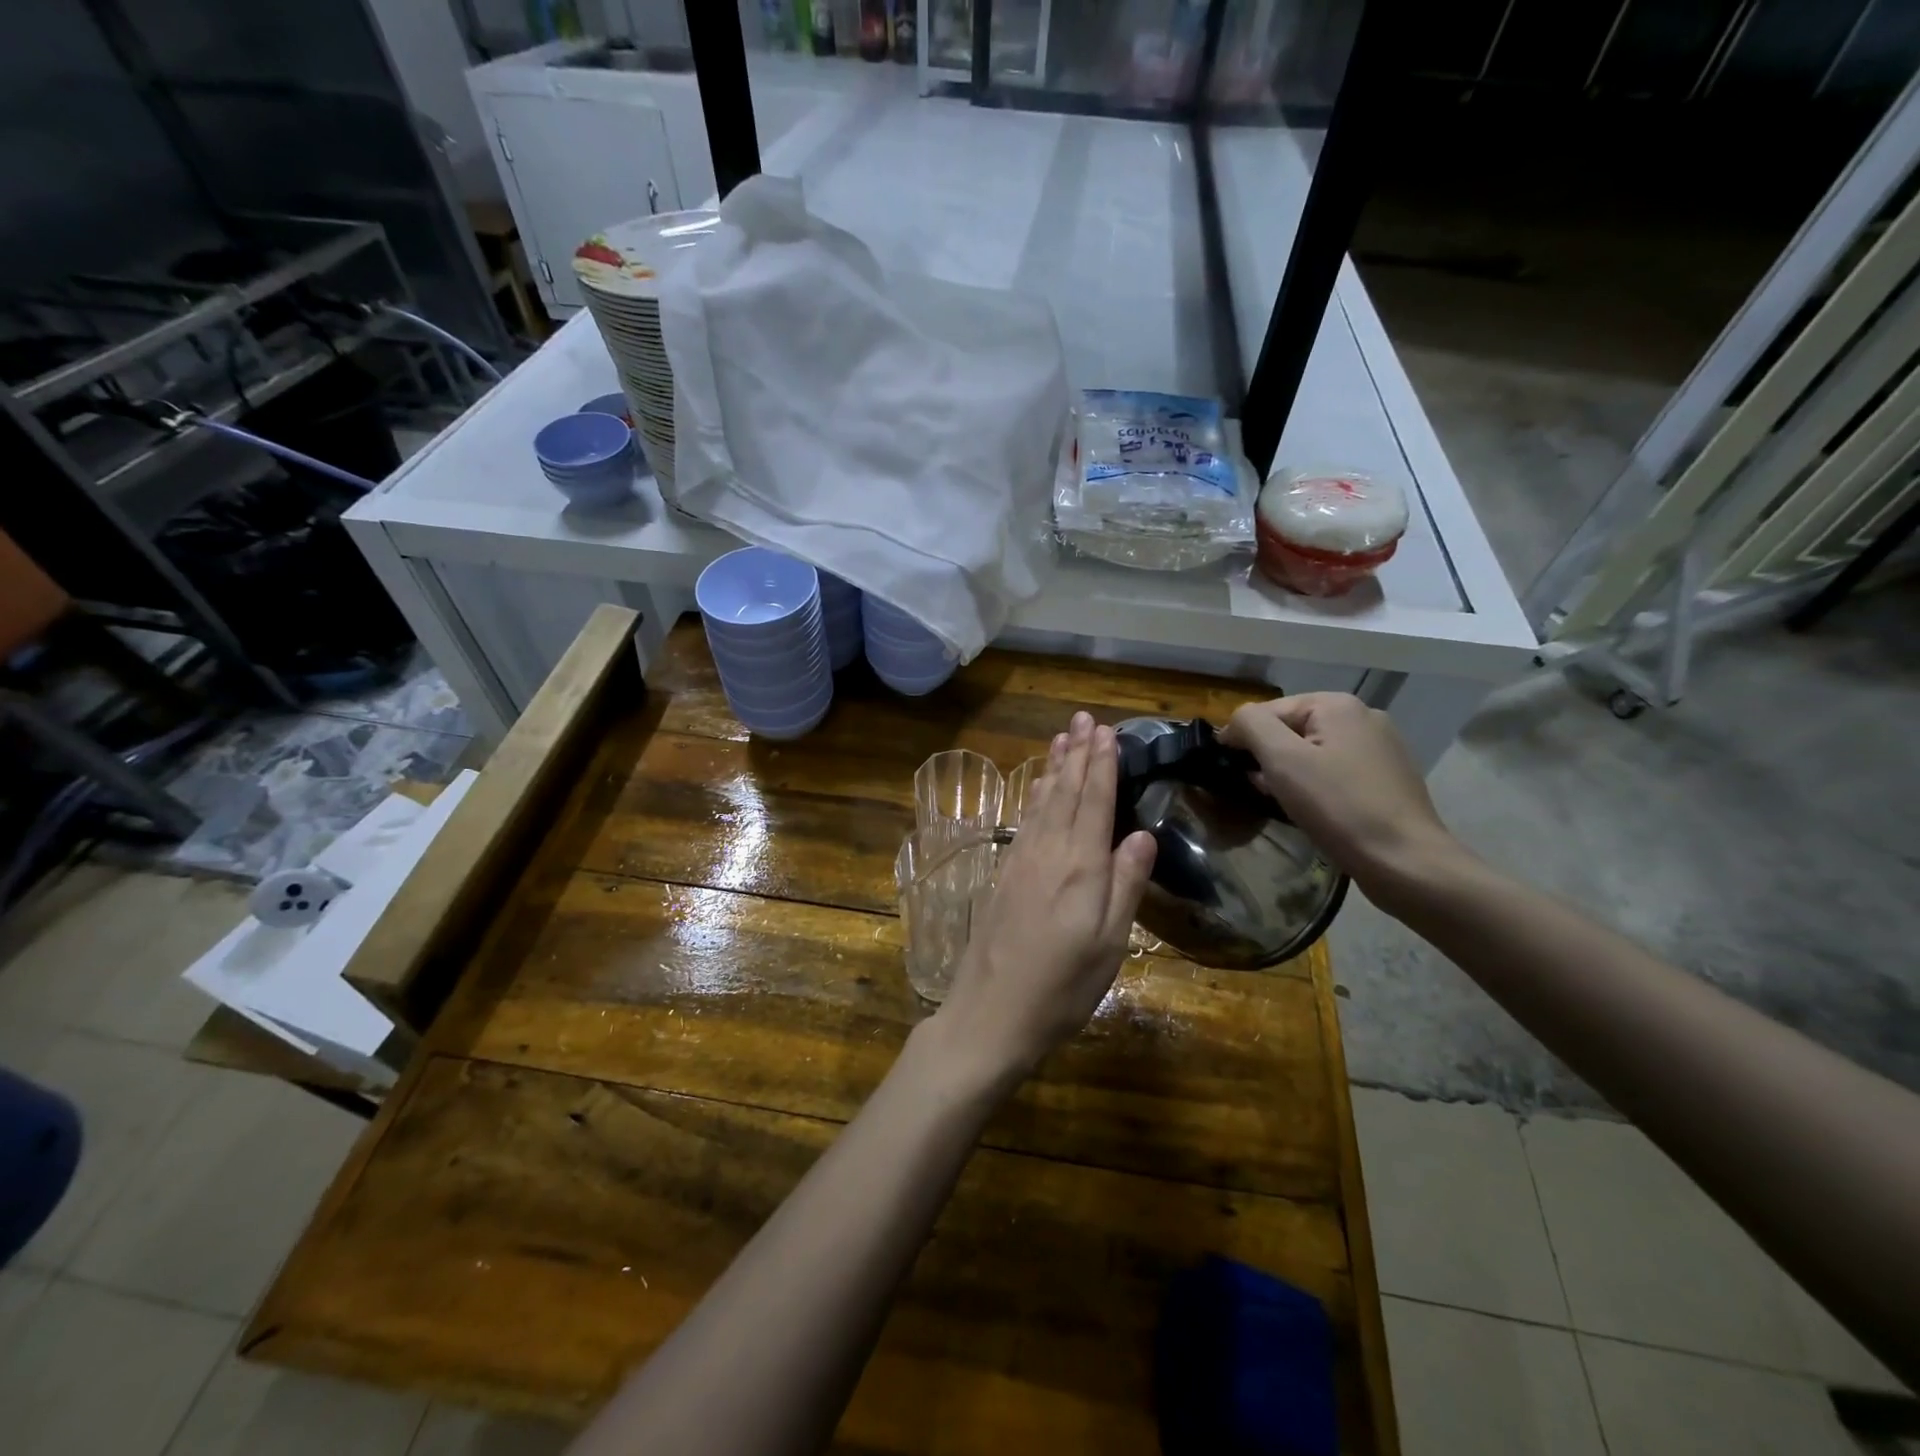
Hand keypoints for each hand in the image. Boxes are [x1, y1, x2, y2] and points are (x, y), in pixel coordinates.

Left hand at [932, 712, 1157, 1083]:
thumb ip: (1125, 886)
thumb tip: (1141, 835)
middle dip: (1078, 754)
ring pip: (1042, 802)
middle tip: (1084, 718)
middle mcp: (1048, 854)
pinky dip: (1035, 796)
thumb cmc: (1060, 989)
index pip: (1095, 803)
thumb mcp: (1108, 947)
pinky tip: (1039, 788)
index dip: (1102, 766)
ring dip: (1054, 768)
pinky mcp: (1003, 875)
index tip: (1106, 732)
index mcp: (1080, 869)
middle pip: (1067, 794)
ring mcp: (1020, 862)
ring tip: (1062, 737)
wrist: (989, 1015)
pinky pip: (1025, 820)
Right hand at [1220, 694, 1463, 906]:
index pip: (1267, 711)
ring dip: (1291, 774)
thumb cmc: (1338, 807)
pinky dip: (1317, 785)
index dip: (1242, 738)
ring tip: (1285, 803)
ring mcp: (1381, 747)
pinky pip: (1336, 770)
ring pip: (1314, 751)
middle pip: (1292, 729)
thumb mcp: (1282, 760)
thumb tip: (1234, 723)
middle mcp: (1363, 716)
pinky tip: (1315, 810)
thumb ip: (1251, 725)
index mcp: (1337, 705)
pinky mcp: (1388, 777)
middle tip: (1260, 791)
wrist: (1405, 862)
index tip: (1230, 771)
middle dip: (1269, 758)